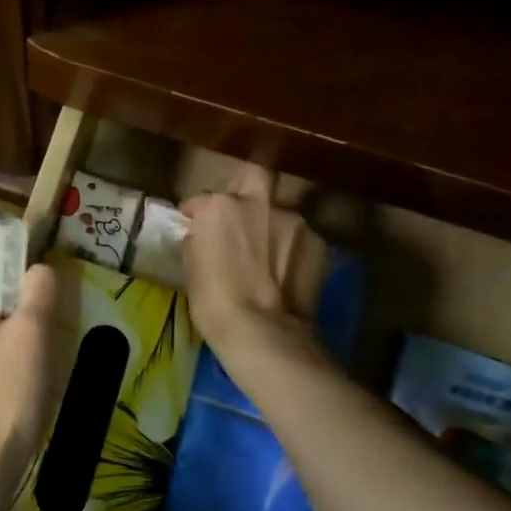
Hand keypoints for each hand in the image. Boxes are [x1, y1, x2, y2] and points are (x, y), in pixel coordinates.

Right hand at [182, 164, 328, 354]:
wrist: (263, 332)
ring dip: (271, 227)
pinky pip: (299, 238)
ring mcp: (293, 219)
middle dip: (245, 189)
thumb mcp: (191, 267)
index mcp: (218, 206)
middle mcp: (257, 202)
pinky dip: (292, 249)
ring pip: (279, 213)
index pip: (201, 200)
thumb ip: (200, 239)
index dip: (197, 215)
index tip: (196, 229)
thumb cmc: (214, 302)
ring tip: (268, 257)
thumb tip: (204, 235)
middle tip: (240, 215)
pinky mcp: (318, 241)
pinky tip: (287, 273)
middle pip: (252, 177)